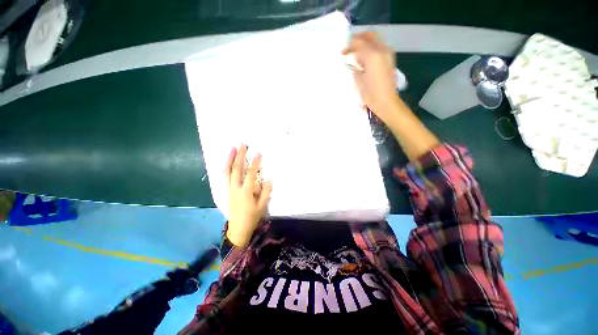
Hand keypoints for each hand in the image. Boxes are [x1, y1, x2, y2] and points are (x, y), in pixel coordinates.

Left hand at [224, 144, 272, 246]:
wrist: (238, 228)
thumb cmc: (252, 216)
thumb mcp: (262, 205)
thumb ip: (266, 191)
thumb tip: (269, 178)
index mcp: (246, 192)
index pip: (250, 174)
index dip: (255, 163)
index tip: (258, 153)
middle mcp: (236, 188)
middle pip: (236, 169)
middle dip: (239, 156)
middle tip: (242, 144)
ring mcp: (230, 189)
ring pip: (228, 171)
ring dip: (230, 159)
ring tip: (232, 148)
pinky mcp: (227, 190)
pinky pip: (225, 176)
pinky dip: (226, 167)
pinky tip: (228, 161)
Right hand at [343, 31, 401, 123]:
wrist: (386, 102)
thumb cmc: (370, 94)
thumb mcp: (358, 80)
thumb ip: (354, 66)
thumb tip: (351, 60)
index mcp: (372, 55)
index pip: (358, 43)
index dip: (348, 47)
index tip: (341, 54)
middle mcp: (382, 50)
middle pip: (370, 35)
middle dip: (358, 39)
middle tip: (349, 47)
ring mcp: (388, 53)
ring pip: (376, 40)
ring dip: (365, 43)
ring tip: (356, 53)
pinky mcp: (390, 59)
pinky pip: (379, 47)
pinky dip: (371, 49)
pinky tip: (365, 59)